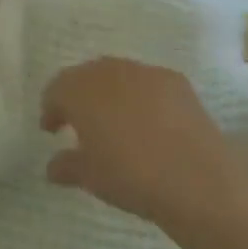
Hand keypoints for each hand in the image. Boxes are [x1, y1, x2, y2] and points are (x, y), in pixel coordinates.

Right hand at [41, 57, 247, 229]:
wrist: (196, 178)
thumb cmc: (131, 177)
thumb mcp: (91, 177)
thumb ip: (67, 166)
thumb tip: (52, 166)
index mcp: (80, 90)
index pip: (56, 89)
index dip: (51, 109)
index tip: (51, 130)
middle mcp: (108, 70)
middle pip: (85, 76)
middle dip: (79, 97)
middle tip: (80, 123)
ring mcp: (143, 71)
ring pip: (117, 76)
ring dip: (110, 94)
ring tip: (116, 123)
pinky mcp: (174, 79)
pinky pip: (147, 83)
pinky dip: (141, 98)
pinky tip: (150, 123)